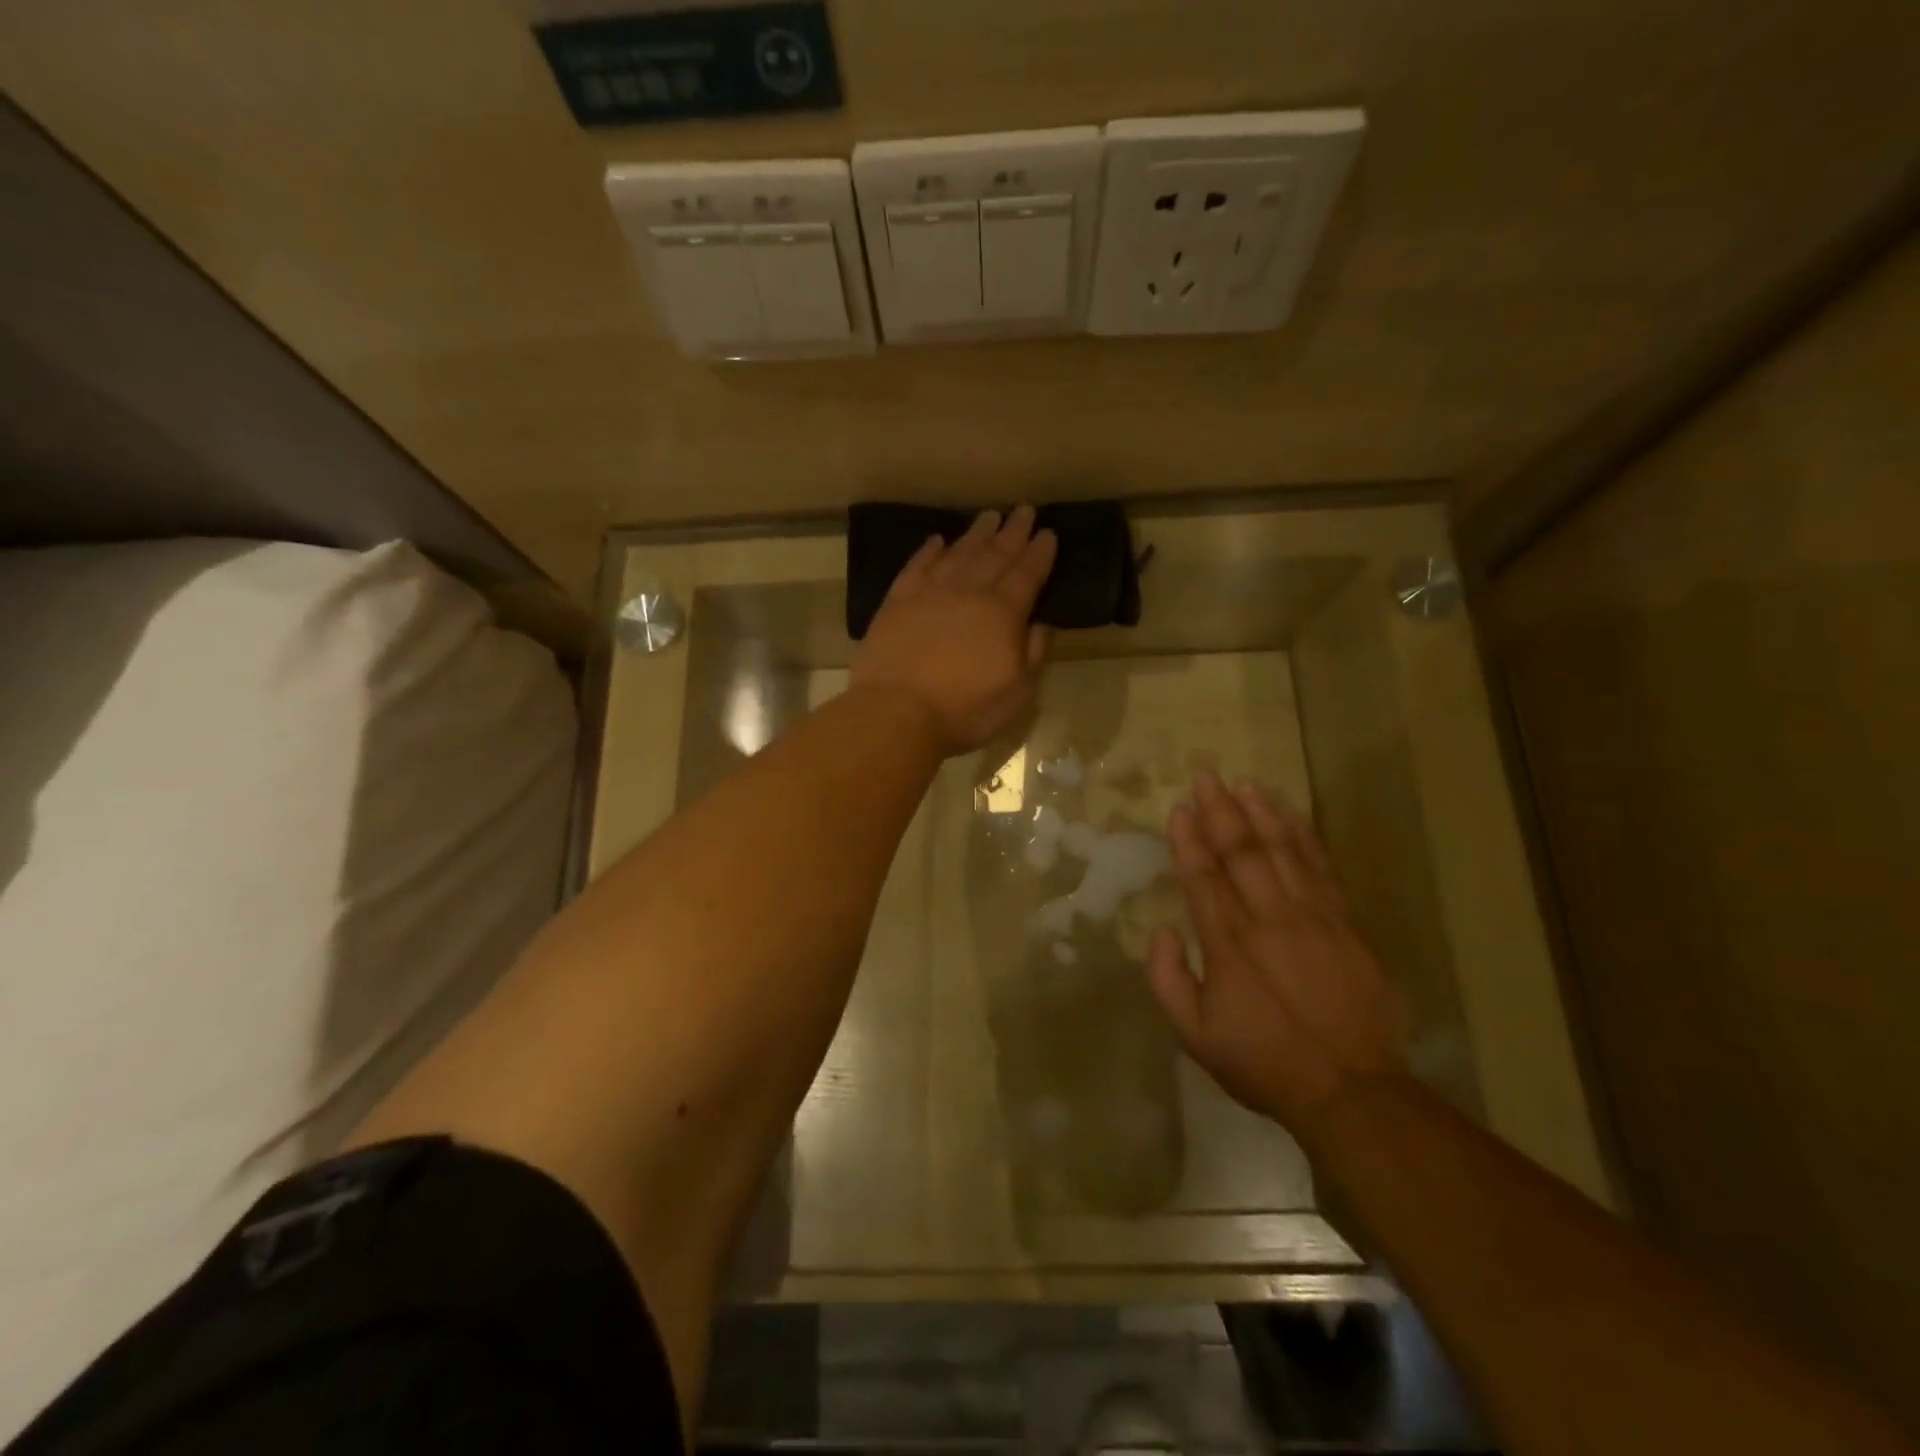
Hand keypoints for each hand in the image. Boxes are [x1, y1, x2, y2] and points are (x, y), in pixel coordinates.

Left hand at [850, 507, 1056, 755]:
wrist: (896, 712)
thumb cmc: (964, 710)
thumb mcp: (1017, 693)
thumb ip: (1033, 655)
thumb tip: (1041, 625)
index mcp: (1002, 613)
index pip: (1027, 575)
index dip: (1040, 553)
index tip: (1049, 532)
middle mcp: (968, 593)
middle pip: (995, 555)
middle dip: (1013, 532)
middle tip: (1024, 509)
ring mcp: (929, 593)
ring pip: (958, 554)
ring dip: (976, 533)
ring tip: (989, 515)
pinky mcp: (897, 602)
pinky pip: (917, 566)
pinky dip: (929, 551)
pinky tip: (937, 540)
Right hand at [1145, 772, 1408, 1132]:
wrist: (1350, 1089)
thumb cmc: (1264, 1062)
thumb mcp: (1195, 1037)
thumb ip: (1168, 981)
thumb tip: (1162, 930)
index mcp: (1229, 945)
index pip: (1203, 878)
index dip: (1189, 840)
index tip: (1179, 808)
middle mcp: (1268, 920)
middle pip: (1240, 853)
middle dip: (1219, 810)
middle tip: (1205, 775)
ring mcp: (1312, 918)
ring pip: (1282, 851)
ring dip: (1260, 813)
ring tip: (1243, 783)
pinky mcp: (1345, 923)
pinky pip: (1322, 868)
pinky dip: (1304, 837)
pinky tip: (1290, 814)